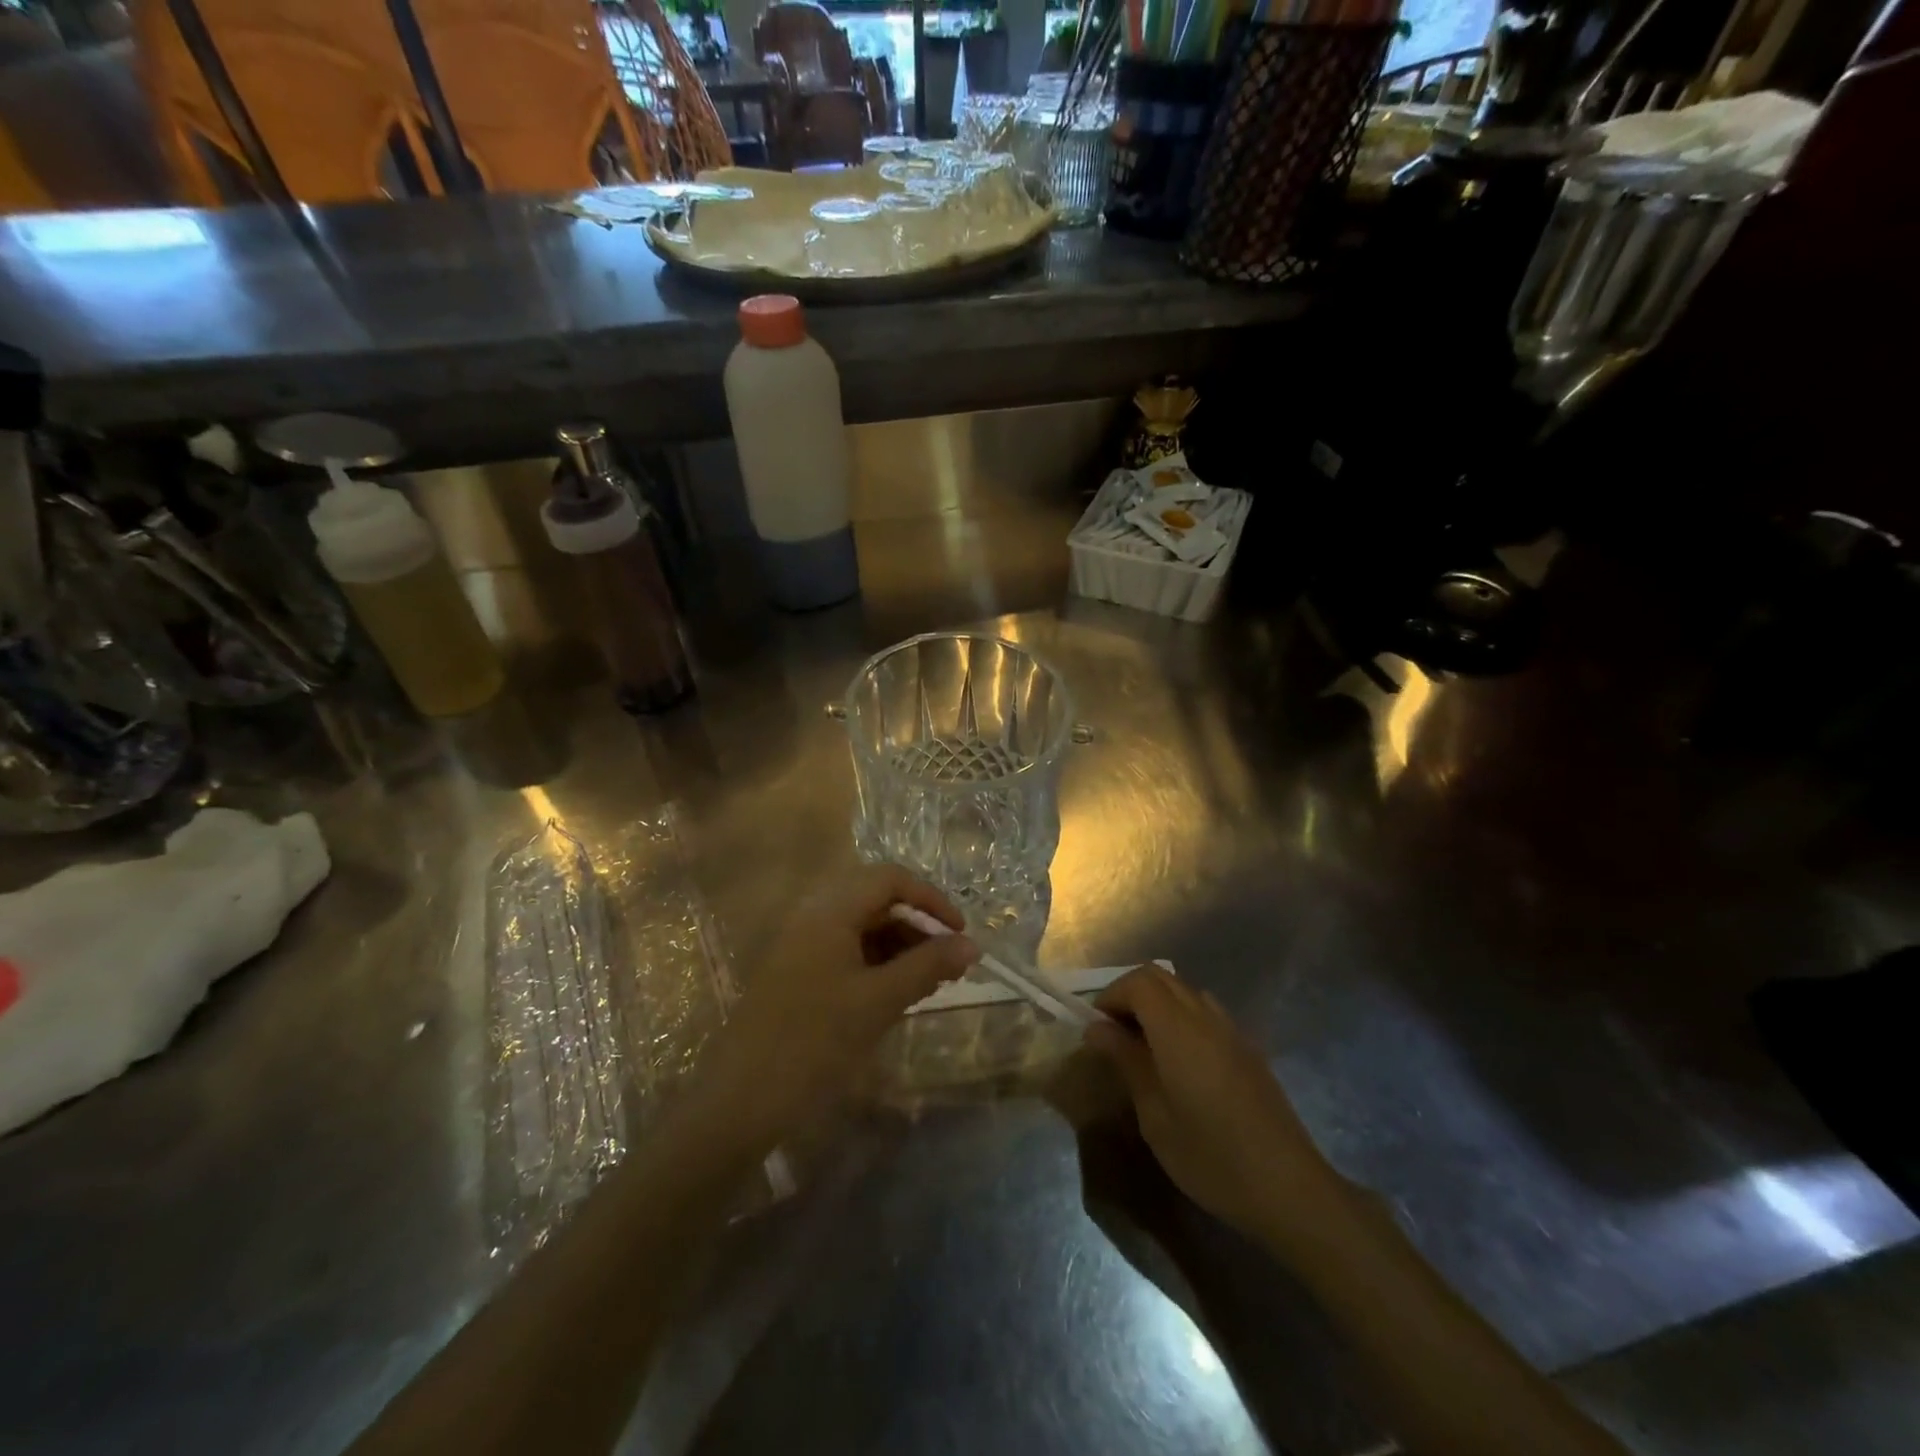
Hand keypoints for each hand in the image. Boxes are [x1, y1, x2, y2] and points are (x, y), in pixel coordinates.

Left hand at [690, 865, 975, 1147]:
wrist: (739, 1101)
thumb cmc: (813, 1042)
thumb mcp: (879, 1002)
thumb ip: (927, 967)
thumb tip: (972, 945)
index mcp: (830, 910)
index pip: (891, 878)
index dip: (931, 899)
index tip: (960, 934)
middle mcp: (814, 916)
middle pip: (877, 900)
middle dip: (919, 926)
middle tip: (950, 963)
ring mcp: (803, 945)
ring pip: (864, 929)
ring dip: (901, 947)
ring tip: (931, 983)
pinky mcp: (798, 973)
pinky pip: (848, 952)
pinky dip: (878, 965)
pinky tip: (898, 994)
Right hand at [1086, 965, 1351, 1241]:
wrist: (1289, 1189)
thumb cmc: (1211, 1157)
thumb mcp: (1155, 1115)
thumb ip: (1127, 1062)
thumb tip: (1097, 1028)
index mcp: (1179, 1029)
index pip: (1138, 982)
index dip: (1111, 996)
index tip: (1096, 1029)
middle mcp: (1206, 1017)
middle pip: (1160, 977)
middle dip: (1129, 994)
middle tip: (1114, 1033)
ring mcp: (1232, 1030)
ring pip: (1184, 992)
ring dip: (1156, 1004)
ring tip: (1142, 1046)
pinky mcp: (1247, 1048)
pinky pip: (1205, 1012)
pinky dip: (1180, 1018)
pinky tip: (1178, 1062)